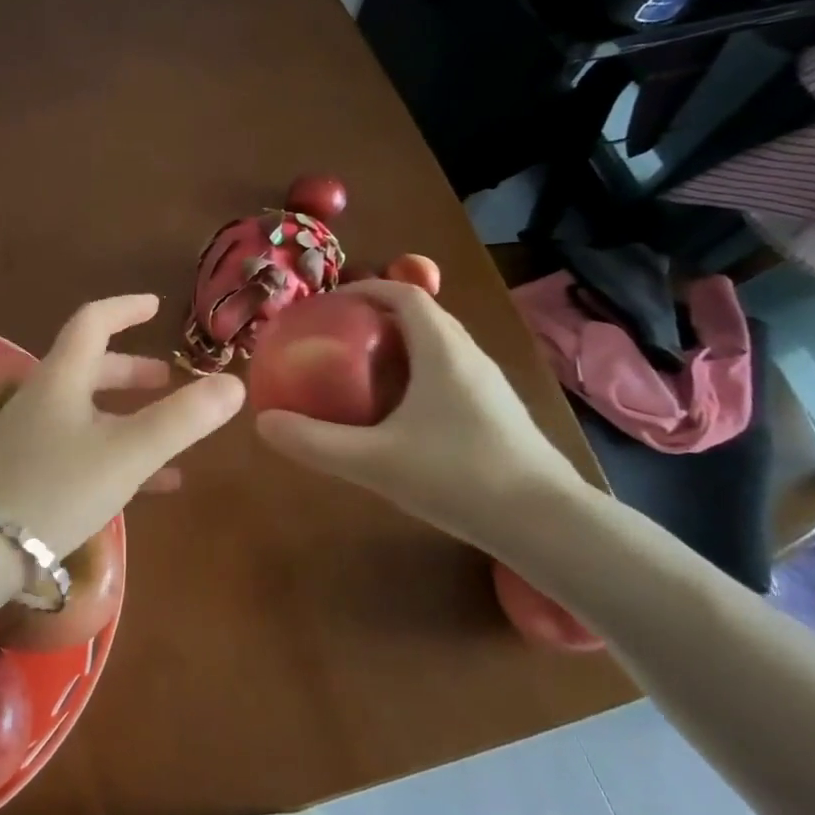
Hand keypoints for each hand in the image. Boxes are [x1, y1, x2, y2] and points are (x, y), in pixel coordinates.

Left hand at [0, 294, 244, 556]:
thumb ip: (182, 419)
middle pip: (90, 368)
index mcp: (62, 377)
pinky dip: (119, 455)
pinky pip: (83, 452)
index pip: (93, 321)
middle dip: (132, 370)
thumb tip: (233, 383)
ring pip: (89, 412)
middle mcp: (45, 399)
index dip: (126, 308)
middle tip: (167, 378)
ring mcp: (34, 438)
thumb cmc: (55, 488)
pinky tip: (154, 484)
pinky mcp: (30, 475)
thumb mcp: (127, 452)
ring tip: (171, 429)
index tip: (156, 307)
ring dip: (129, 414)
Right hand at [254, 279, 599, 558]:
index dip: (364, 289)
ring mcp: (489, 385)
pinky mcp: (498, 413)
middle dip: (376, 317)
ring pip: (439, 346)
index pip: (403, 294)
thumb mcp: (374, 460)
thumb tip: (264, 423)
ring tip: (362, 371)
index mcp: (442, 350)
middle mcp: (469, 356)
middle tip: (336, 337)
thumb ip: (315, 441)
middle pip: (422, 316)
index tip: (328, 304)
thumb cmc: (459, 477)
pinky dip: (419, 373)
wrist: (550, 525)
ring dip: (400, 345)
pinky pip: (451, 373)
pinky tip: (401, 414)